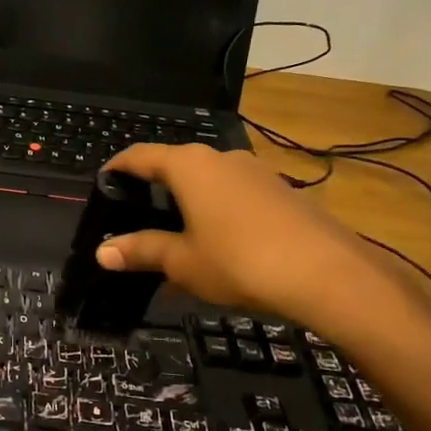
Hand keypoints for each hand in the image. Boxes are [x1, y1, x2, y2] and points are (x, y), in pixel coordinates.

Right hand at [95, 144, 397, 334]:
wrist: (328, 274)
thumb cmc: (239, 260)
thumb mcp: (182, 261)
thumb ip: (142, 251)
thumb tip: (102, 253)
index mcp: (188, 166)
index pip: (141, 156)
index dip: (118, 167)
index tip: (103, 181)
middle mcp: (221, 158)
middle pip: (176, 165)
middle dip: (154, 187)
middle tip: (136, 214)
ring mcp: (256, 172)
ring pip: (209, 181)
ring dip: (189, 201)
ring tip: (177, 234)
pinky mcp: (282, 192)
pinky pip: (236, 195)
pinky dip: (218, 212)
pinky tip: (220, 244)